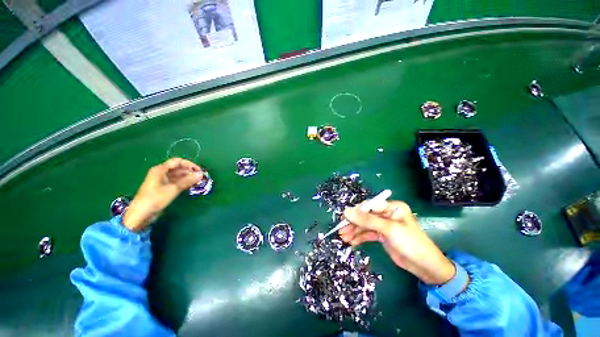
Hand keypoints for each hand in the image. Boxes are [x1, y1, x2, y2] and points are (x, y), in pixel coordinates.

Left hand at [123, 158, 203, 230]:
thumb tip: (201, 174)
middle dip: (190, 171)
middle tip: (201, 177)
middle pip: (178, 168)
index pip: (178, 161)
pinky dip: (184, 182)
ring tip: (199, 181)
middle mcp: (161, 173)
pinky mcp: (163, 188)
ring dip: (188, 177)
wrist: (141, 214)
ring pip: (178, 175)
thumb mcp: (173, 189)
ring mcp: (162, 181)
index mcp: (160, 170)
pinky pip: (176, 182)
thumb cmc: (155, 199)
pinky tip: (191, 185)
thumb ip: (188, 181)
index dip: (190, 164)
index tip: (200, 170)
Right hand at [340, 201, 455, 284]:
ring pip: (364, 225)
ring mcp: (384, 225)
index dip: (356, 212)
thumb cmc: (410, 243)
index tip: (344, 219)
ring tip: (344, 238)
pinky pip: (367, 234)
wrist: (425, 267)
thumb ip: (366, 220)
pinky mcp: (382, 235)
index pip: (369, 206)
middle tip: (341, 230)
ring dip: (354, 231)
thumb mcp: (388, 230)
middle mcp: (387, 213)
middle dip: (353, 223)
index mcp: (392, 207)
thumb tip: (346, 211)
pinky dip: (359, 237)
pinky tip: (351, 241)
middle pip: (365, 216)